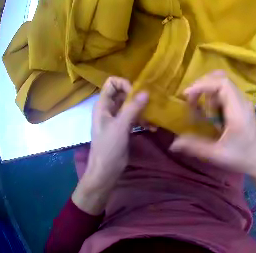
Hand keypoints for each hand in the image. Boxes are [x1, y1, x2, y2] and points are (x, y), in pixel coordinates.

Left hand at [72, 77, 147, 214]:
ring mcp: (115, 119)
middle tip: (150, 105)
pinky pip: (133, 118)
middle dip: (137, 98)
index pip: (112, 83)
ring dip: (142, 110)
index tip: (135, 96)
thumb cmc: (108, 149)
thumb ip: (132, 109)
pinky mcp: (122, 128)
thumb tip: (146, 92)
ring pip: (130, 106)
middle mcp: (108, 109)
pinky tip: (152, 128)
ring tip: (153, 119)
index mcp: (103, 105)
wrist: (105, 172)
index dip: (124, 85)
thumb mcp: (120, 127)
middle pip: (123, 93)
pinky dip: (142, 120)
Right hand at [170, 70, 255, 207]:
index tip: (187, 95)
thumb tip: (173, 144)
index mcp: (238, 111)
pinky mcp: (243, 106)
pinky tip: (210, 112)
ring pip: (224, 83)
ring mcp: (244, 102)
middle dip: (202, 85)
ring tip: (201, 109)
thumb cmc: (241, 158)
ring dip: (208, 91)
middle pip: (222, 79)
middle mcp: (243, 102)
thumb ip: (194, 146)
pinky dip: (214, 95)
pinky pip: (226, 91)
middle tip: (191, 100)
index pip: (222, 84)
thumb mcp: (216, 154)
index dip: (202, 85)